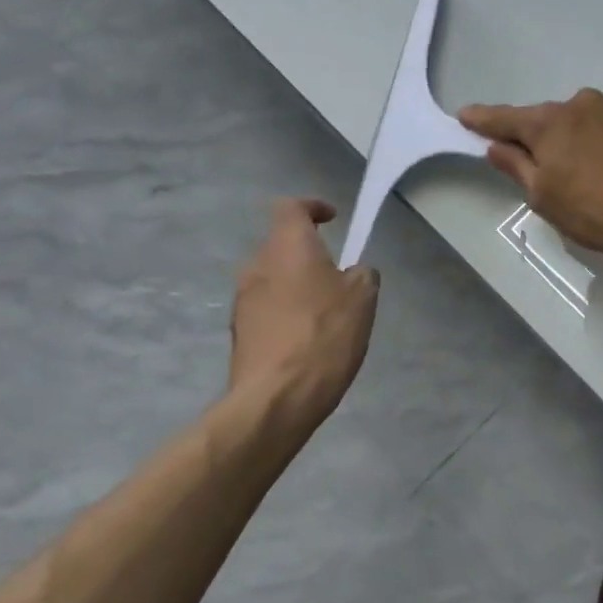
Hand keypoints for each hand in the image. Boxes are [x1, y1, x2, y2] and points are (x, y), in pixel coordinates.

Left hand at [225, 199, 377, 417]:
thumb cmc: (325, 334)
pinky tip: (307, 339)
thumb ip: (361, 273)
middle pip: (282, 245)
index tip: (332, 219)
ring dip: (297, 285)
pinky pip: (267, 308)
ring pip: (274, 278)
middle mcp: (257, 265)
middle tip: (338, 276)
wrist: (278, 396)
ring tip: (325, 313)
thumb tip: (352, 272)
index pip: (291, 207)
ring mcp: (243, 299)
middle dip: (308, 254)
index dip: (312, 207)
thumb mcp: (363, 297)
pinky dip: (287, 313)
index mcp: (287, 246)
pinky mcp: (239, 331)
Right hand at [459, 90, 602, 271]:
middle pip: (552, 121)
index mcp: (550, 125)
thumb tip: (497, 147)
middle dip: (547, 141)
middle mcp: (582, 103)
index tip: (465, 116)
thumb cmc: (602, 213)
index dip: (483, 120)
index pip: (506, 119)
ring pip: (590, 121)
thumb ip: (518, 168)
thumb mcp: (548, 200)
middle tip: (557, 173)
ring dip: (586, 140)